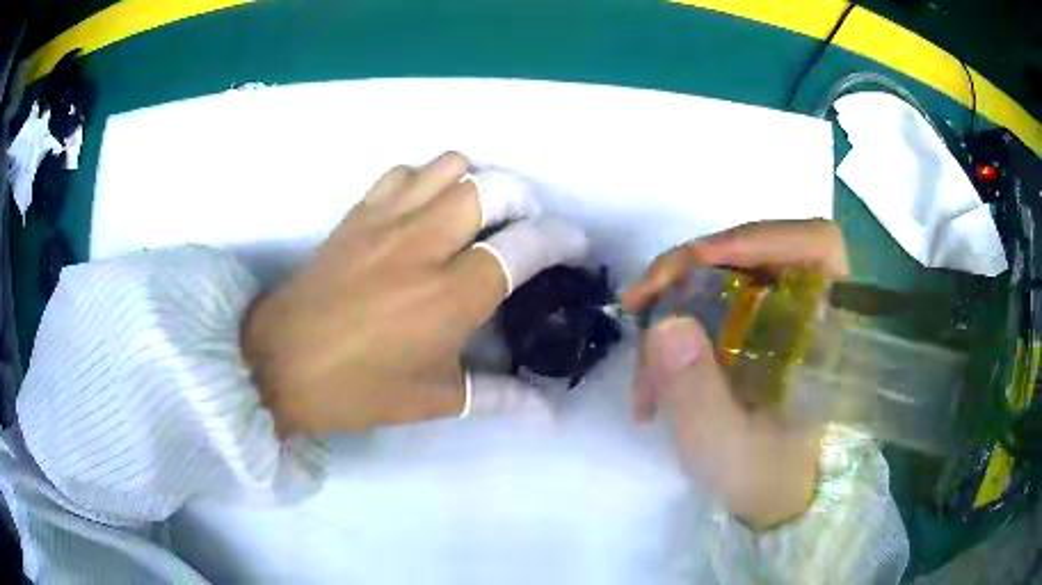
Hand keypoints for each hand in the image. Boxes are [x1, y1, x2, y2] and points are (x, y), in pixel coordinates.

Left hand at [242, 152, 587, 436]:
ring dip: (476, 181)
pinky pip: (403, 172)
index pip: (525, 246)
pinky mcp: (358, 214)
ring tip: (476, 213)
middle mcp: (425, 243)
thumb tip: (548, 413)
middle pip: (493, 187)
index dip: (560, 240)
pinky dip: (426, 180)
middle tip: (523, 227)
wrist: (279, 363)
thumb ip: (498, 396)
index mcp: (451, 295)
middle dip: (523, 200)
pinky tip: (424, 209)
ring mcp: (388, 220)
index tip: (573, 246)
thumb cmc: (357, 388)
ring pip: (450, 166)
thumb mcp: (433, 399)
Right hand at [621, 220, 848, 527]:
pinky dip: (674, 331)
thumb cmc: (766, 479)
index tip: (697, 260)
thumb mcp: (729, 449)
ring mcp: (777, 318)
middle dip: (689, 273)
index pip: (815, 244)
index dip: (759, 237)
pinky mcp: (753, 331)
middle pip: (753, 253)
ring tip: (642, 371)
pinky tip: (652, 379)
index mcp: (828, 330)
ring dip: (672, 309)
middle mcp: (807, 310)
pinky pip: (709, 306)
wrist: (772, 499)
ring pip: (722, 279)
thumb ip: (699, 395)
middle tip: (640, 305)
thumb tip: (663, 324)